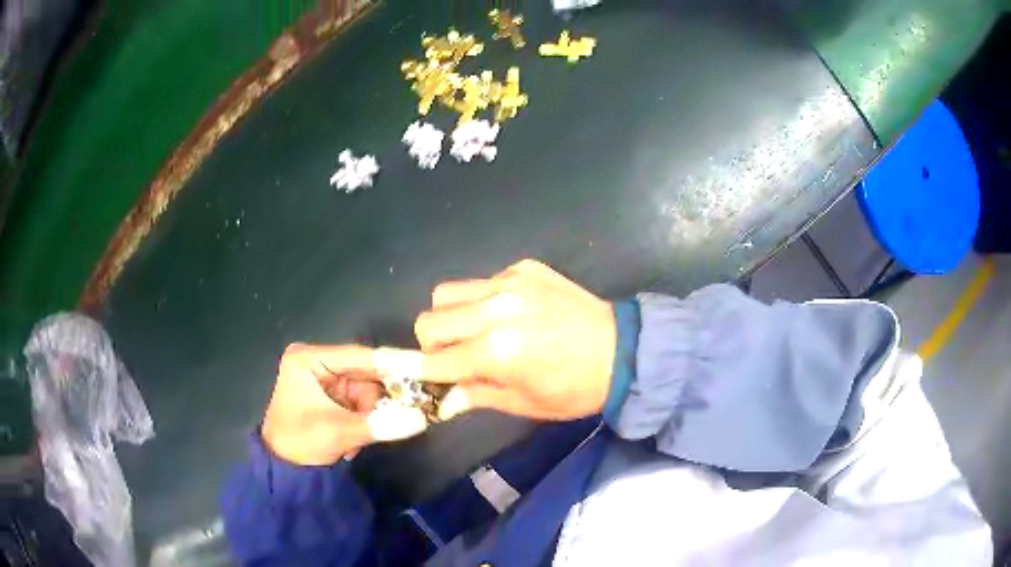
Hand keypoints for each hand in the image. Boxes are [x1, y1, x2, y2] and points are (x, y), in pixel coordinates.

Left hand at [261, 344, 427, 465]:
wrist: (282, 469)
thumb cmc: (300, 442)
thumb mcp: (338, 432)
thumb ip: (380, 424)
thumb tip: (423, 419)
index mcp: (309, 358)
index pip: (358, 356)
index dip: (392, 363)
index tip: (424, 367)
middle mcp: (317, 362)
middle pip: (365, 373)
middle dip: (380, 398)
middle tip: (409, 412)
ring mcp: (324, 379)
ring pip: (366, 390)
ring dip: (371, 415)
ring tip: (360, 439)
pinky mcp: (331, 396)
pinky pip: (360, 402)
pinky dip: (364, 420)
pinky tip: (354, 440)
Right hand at [415, 259, 616, 421]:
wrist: (623, 351)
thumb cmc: (574, 389)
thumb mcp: (522, 403)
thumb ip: (473, 394)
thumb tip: (440, 396)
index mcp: (496, 352)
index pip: (434, 360)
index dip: (415, 370)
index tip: (402, 372)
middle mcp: (496, 310)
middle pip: (430, 318)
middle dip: (433, 342)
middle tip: (456, 356)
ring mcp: (511, 283)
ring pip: (448, 292)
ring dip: (452, 316)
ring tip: (477, 330)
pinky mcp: (526, 268)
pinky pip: (482, 280)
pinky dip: (483, 299)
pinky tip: (511, 313)